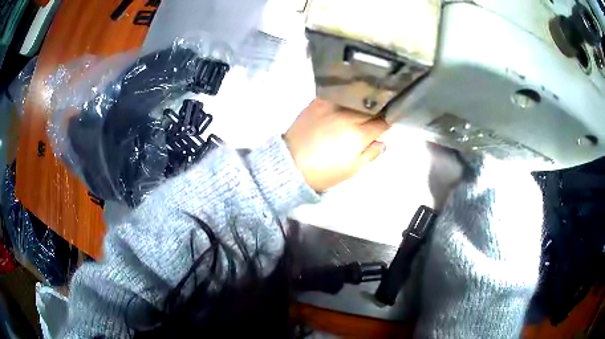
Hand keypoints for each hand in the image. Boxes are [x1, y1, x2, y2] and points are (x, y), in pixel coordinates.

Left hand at [284, 99, 389, 191]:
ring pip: (356, 97)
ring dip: (362, 100)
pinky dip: (345, 95)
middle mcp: (348, 116)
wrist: (291, 163)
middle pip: (371, 108)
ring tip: (363, 104)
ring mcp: (332, 106)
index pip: (382, 123)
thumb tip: (382, 142)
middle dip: (377, 111)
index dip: (386, 123)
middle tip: (375, 115)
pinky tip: (346, 99)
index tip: (386, 123)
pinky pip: (337, 93)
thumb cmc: (324, 172)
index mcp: (359, 135)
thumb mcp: (352, 170)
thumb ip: (370, 154)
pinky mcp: (318, 102)